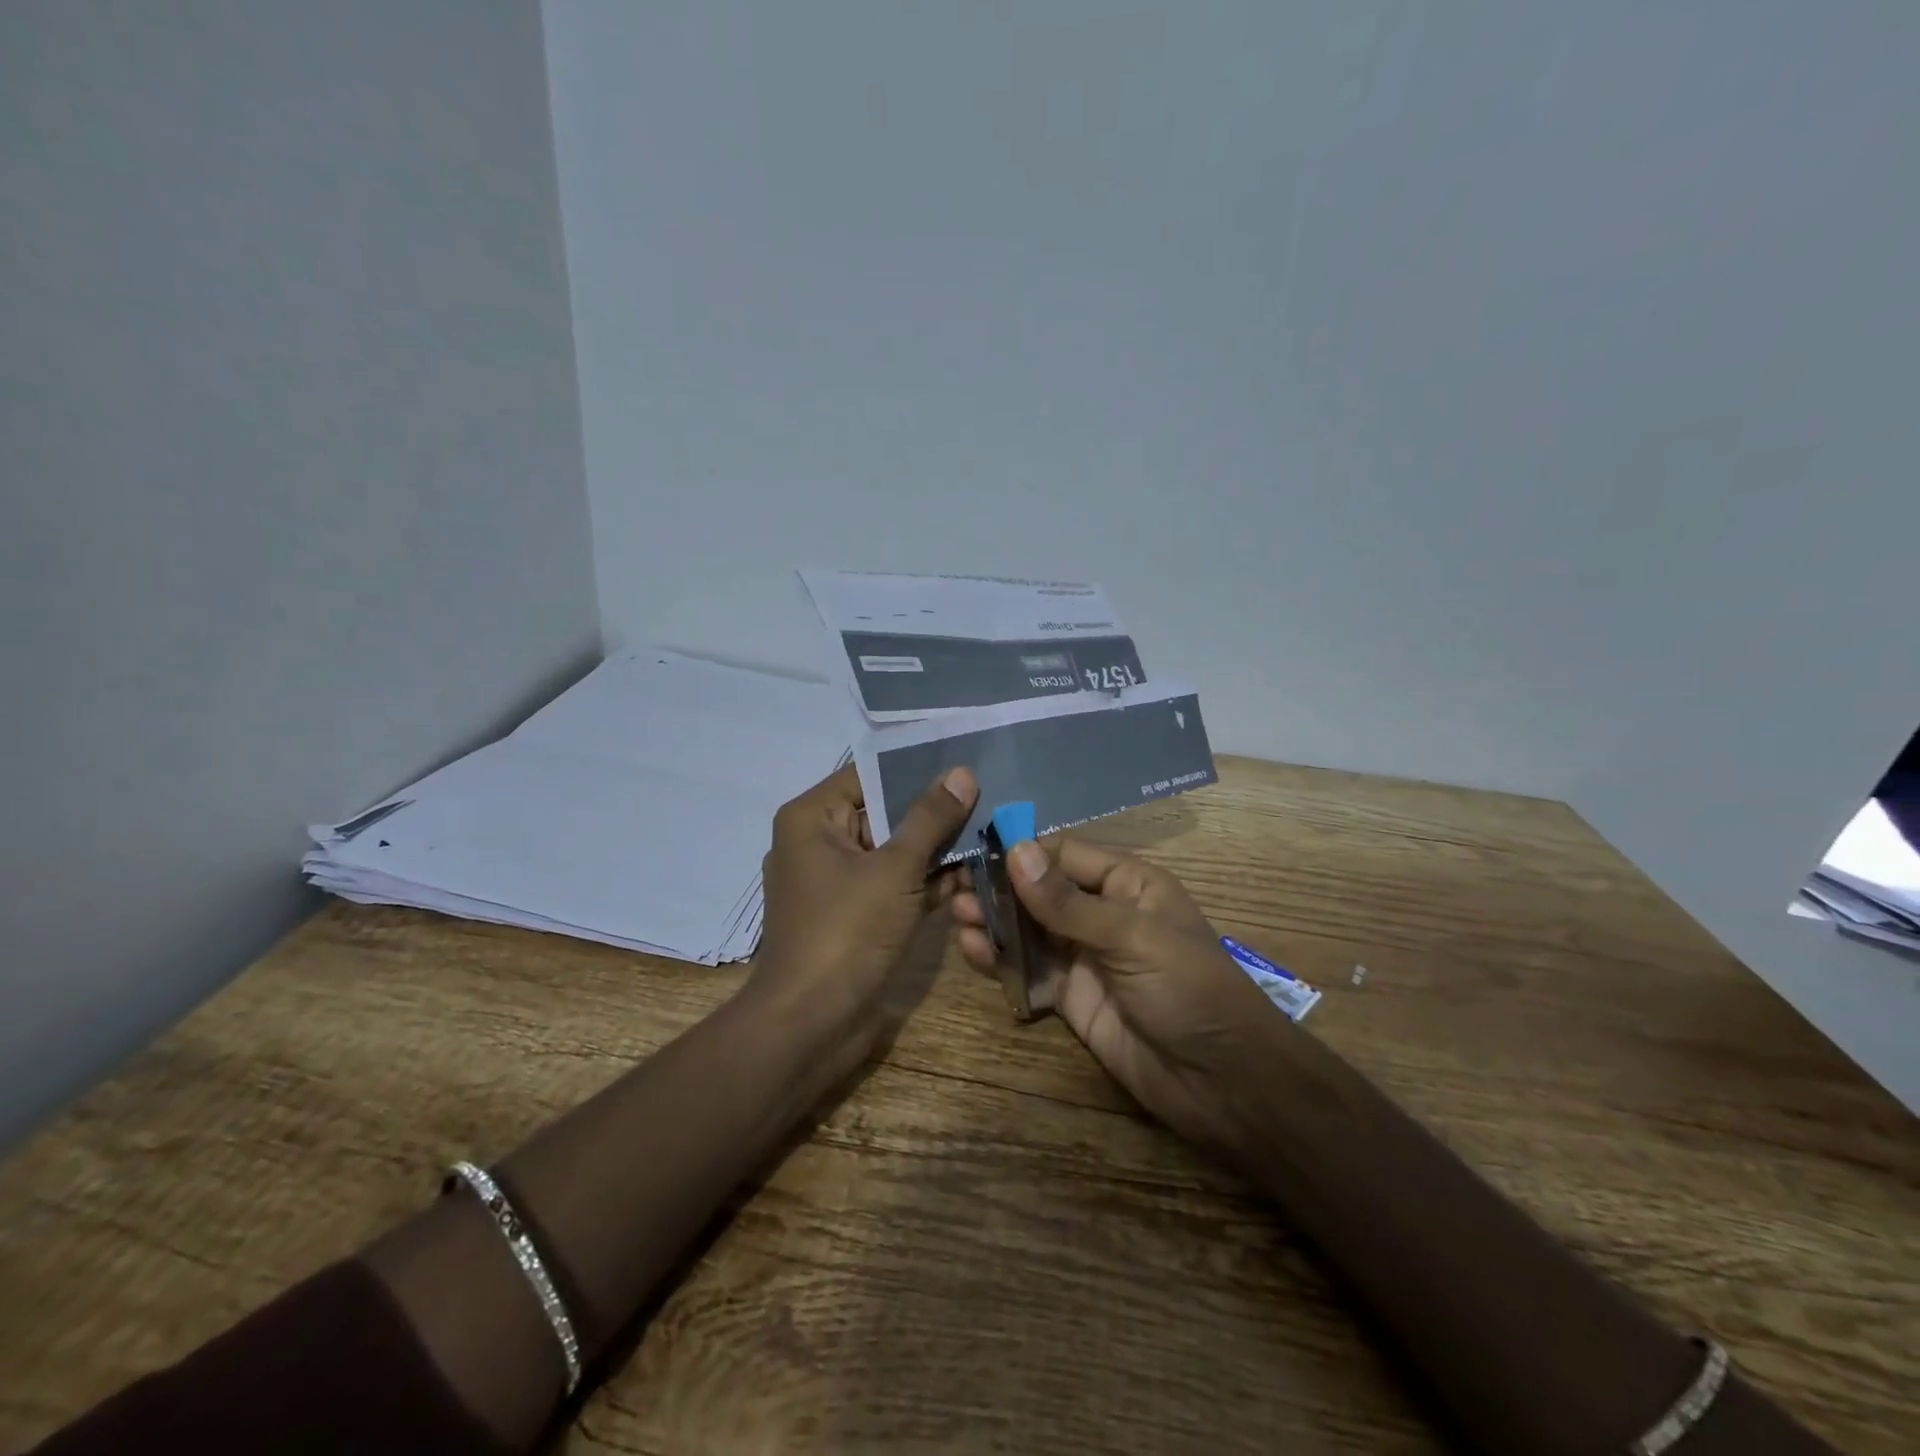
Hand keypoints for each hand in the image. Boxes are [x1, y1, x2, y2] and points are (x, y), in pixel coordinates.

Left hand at [751, 763, 977, 1057]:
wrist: (810, 1025)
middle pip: (884, 813)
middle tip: (990, 801)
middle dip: (935, 814)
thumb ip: (930, 818)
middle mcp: (818, 842)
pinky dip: (925, 883)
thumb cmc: (846, 932)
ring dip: (937, 852)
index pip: (869, 775)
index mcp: (812, 818)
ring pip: (893, 852)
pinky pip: (892, 885)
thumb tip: (962, 772)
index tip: (967, 765)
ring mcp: (836, 882)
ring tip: (990, 837)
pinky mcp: (854, 915)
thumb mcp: (894, 869)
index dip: (917, 769)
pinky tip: (973, 878)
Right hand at [953, 835, 1286, 1156]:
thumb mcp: (1130, 937)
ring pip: (1030, 929)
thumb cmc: (1188, 989)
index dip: (1022, 851)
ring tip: (957, 917)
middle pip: (1041, 890)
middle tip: (954, 889)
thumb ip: (1067, 902)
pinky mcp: (1071, 997)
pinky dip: (1001, 961)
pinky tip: (973, 952)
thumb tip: (1015, 850)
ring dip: (995, 921)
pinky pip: (1029, 971)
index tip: (974, 850)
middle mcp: (1102, 913)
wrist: (1223, 1083)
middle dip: (1000, 888)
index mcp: (1128, 883)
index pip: (1064, 854)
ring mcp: (1085, 956)